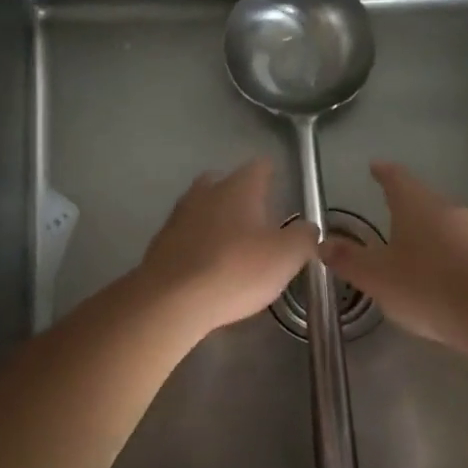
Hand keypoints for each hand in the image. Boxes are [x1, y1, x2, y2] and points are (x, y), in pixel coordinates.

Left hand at [139, 159, 314, 336]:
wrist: (171, 301)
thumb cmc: (236, 270)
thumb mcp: (286, 256)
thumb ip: (304, 237)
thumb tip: (308, 228)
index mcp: (238, 188)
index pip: (259, 167)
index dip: (271, 174)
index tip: (279, 186)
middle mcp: (205, 193)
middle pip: (224, 182)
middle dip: (239, 195)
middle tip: (256, 217)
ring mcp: (178, 217)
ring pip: (201, 208)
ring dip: (216, 220)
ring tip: (232, 243)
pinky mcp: (160, 244)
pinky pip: (185, 236)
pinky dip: (198, 244)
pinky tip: (207, 264)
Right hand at [321, 162, 467, 349]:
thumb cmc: (426, 286)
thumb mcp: (376, 277)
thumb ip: (348, 260)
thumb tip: (323, 243)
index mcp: (418, 206)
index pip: (397, 179)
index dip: (384, 173)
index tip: (376, 167)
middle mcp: (452, 210)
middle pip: (426, 204)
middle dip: (410, 213)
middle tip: (393, 225)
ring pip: (451, 229)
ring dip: (435, 240)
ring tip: (419, 262)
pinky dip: (456, 263)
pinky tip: (449, 286)